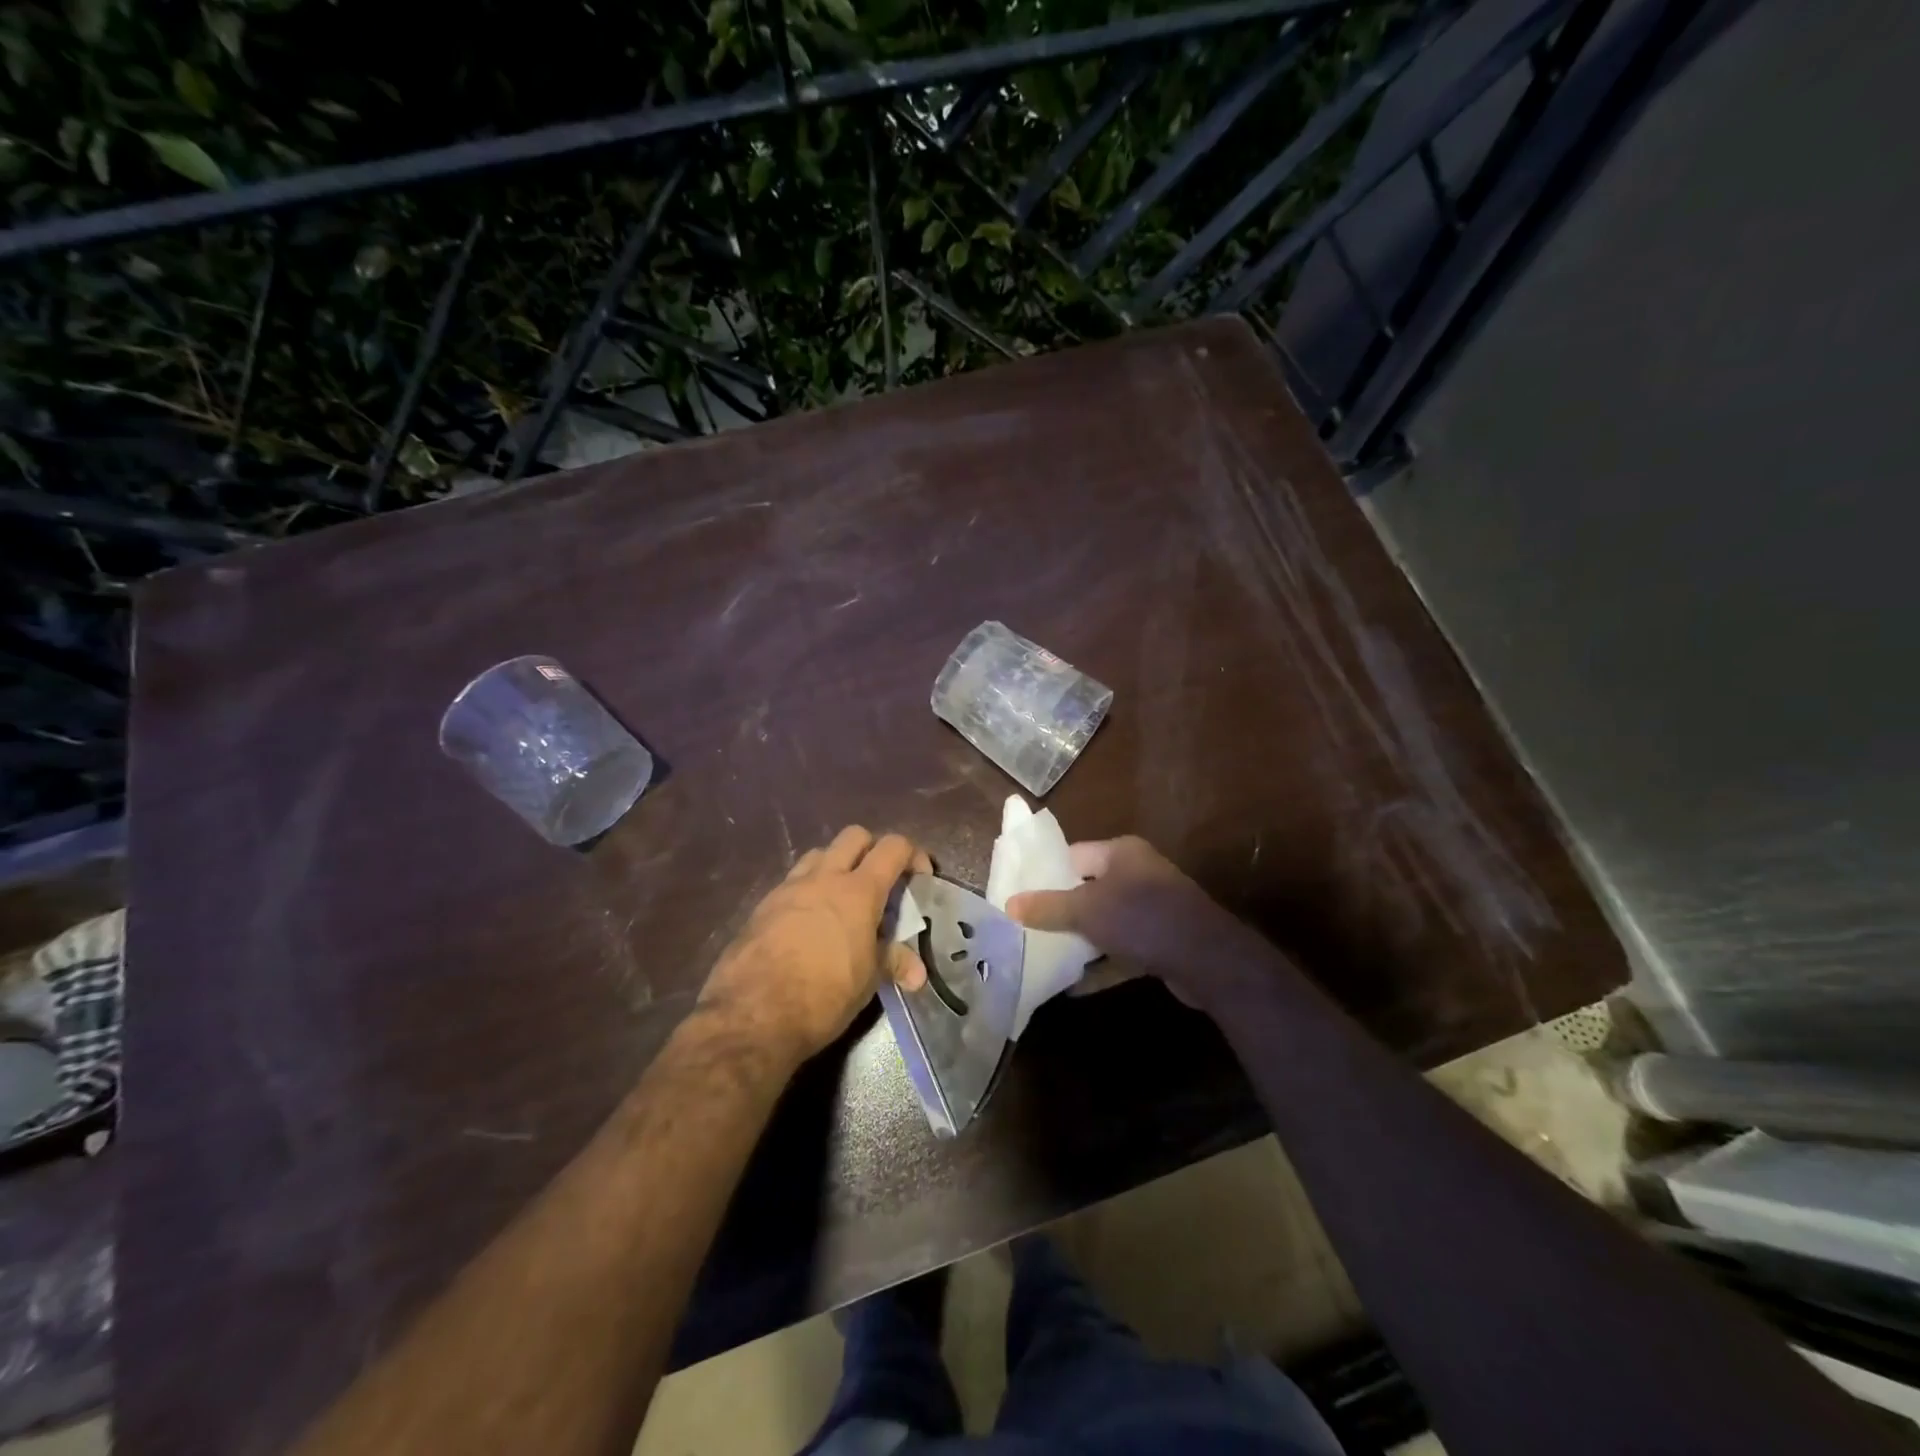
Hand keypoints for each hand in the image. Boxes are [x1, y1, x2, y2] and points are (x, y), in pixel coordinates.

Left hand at [698, 826, 929, 1068]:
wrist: (751, 1014)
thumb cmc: (823, 995)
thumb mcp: (867, 981)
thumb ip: (893, 963)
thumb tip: (918, 973)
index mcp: (858, 891)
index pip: (893, 847)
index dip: (912, 855)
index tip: (919, 878)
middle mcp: (824, 878)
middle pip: (854, 836)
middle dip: (872, 849)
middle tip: (880, 881)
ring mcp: (789, 888)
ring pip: (819, 854)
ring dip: (837, 865)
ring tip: (843, 899)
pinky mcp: (763, 906)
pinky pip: (793, 882)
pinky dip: (809, 890)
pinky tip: (810, 923)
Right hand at [1006, 836, 1270, 1008]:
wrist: (1207, 959)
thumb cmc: (1141, 918)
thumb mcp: (1086, 910)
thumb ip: (1048, 907)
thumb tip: (1009, 905)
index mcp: (1120, 852)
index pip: (1072, 855)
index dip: (1044, 873)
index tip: (1017, 894)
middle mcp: (1137, 873)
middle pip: (1087, 889)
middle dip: (1059, 910)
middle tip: (1025, 927)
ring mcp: (1151, 908)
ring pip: (1104, 921)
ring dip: (1079, 940)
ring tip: (1042, 955)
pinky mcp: (1160, 940)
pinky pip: (1121, 948)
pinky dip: (1100, 964)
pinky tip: (1074, 987)